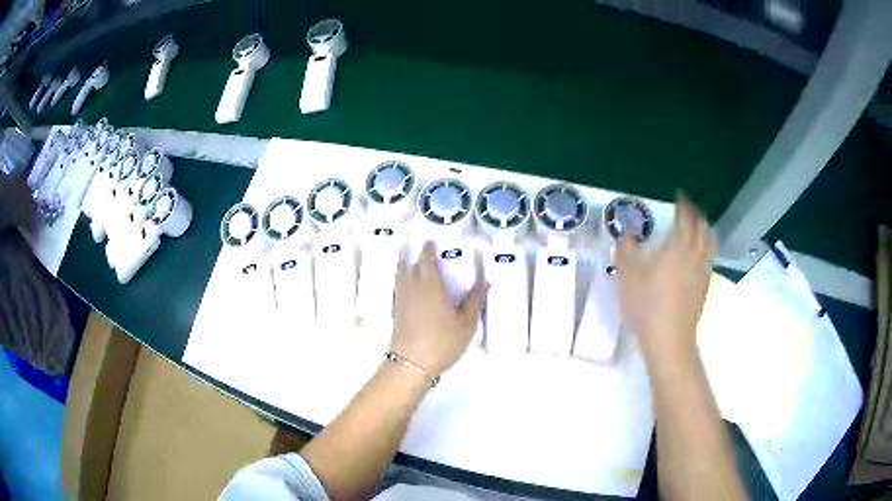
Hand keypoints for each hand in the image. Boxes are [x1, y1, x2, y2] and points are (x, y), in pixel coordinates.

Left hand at [391, 242, 487, 376]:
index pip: (426, 259)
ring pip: (400, 277)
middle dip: (417, 259)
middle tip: (427, 258)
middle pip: (410, 265)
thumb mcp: (466, 323)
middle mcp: (412, 287)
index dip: (428, 249)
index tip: (430, 242)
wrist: (411, 364)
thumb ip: (474, 301)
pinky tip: (411, 294)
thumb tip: (484, 281)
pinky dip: (403, 285)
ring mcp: (400, 300)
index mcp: (430, 284)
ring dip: (407, 269)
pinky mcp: (395, 313)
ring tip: (415, 270)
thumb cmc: (442, 341)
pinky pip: (398, 290)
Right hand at [616, 193, 715, 364]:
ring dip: (705, 231)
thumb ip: (626, 251)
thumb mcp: (627, 276)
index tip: (680, 196)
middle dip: (696, 215)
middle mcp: (694, 256)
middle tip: (690, 209)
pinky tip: (699, 257)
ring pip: (709, 244)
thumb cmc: (647, 305)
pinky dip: (707, 250)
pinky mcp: (704, 289)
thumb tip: (626, 235)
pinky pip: (709, 261)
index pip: (685, 218)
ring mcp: (702, 273)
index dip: (683, 205)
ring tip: (701, 227)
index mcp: (677, 247)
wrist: (669, 339)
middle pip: (702, 228)